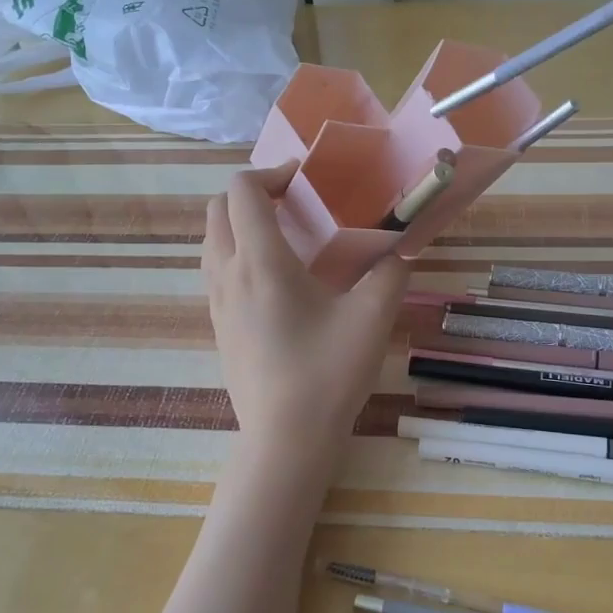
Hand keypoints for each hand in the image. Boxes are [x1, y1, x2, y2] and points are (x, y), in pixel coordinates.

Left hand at [204, 163, 411, 462]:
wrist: (286, 438)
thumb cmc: (327, 373)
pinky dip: (236, 254)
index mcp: (260, 262)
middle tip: (293, 204)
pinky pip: (215, 271)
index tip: (305, 182)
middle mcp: (228, 274)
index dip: (271, 173)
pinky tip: (275, 281)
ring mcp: (217, 302)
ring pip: (211, 241)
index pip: (242, 190)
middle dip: (251, 194)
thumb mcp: (371, 318)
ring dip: (240, 224)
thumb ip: (391, 271)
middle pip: (218, 209)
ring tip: (284, 238)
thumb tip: (401, 247)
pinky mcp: (218, 327)